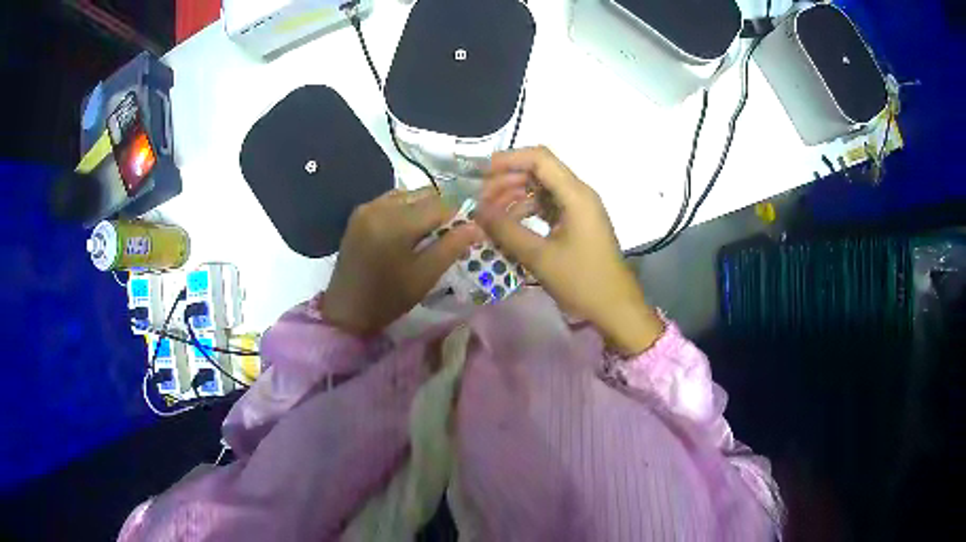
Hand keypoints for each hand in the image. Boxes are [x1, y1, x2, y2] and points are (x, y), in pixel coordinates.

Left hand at [323, 187, 482, 335]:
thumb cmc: (388, 298)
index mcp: (396, 223)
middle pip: (423, 194)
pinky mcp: (359, 213)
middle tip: (451, 232)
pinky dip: (406, 209)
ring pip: (408, 194)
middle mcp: (380, 206)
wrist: (346, 309)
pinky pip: (391, 200)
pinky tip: (409, 229)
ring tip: (430, 231)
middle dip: (441, 209)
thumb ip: (451, 247)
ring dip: (424, 207)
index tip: (469, 230)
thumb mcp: (424, 276)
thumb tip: (477, 226)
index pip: (440, 205)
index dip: (459, 215)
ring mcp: (367, 207)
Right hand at [476, 147, 663, 355]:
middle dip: (507, 180)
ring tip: (490, 214)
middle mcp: (579, 194)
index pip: (539, 158)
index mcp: (575, 195)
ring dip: (515, 196)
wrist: (615, 308)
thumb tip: (477, 210)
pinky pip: (548, 206)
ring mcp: (579, 208)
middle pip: (539, 171)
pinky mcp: (577, 222)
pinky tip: (509, 225)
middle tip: (480, 200)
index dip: (508, 160)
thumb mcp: (539, 257)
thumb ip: (506, 230)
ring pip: (541, 189)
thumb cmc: (582, 281)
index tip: (480, 173)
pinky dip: (527, 211)